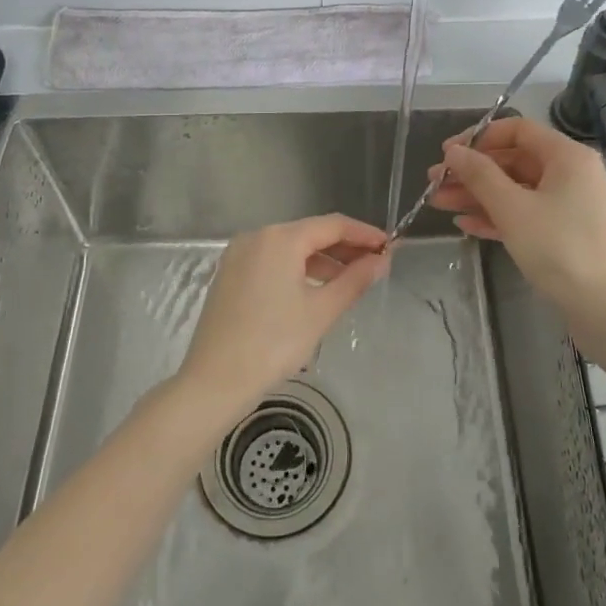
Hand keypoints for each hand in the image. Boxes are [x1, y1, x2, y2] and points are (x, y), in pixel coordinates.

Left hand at [175, 214, 390, 427]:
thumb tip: (382, 261)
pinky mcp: (230, 274)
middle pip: (310, 233)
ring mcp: (239, 255)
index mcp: (280, 238)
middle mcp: (257, 237)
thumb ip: (355, 280)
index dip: (364, 233)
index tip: (390, 245)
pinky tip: (315, 289)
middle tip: (375, 264)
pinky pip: (272, 262)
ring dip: (322, 260)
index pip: (332, 225)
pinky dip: (297, 269)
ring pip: (290, 248)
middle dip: (344, 248)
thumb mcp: (321, 311)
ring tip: (351, 280)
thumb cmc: (274, 343)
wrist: (215, 380)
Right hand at [426, 117, 605, 314]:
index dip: (479, 138)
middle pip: (515, 161)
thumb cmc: (559, 247)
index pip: (518, 130)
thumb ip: (479, 175)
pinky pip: (529, 215)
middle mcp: (573, 174)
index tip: (447, 154)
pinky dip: (499, 217)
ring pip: (518, 191)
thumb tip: (454, 152)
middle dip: (472, 172)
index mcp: (567, 156)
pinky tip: (467, 225)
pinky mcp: (569, 235)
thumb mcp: (512, 208)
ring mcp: (573, 206)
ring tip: (440, 204)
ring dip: (479, 196)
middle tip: (435, 184)